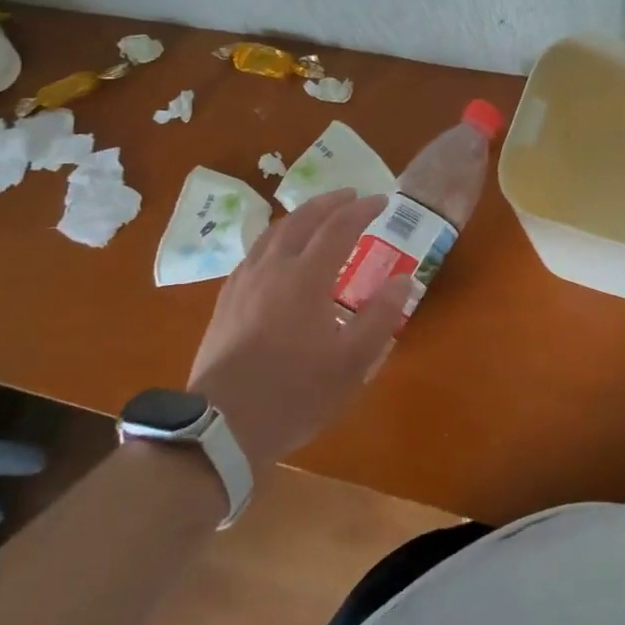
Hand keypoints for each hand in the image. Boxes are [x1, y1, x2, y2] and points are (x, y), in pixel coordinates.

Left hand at [187, 189, 412, 473]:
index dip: (362, 210)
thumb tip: (403, 279)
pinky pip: (254, 253)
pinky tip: (277, 253)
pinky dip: (276, 238)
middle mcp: (273, 268)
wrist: (222, 427)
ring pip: (273, 232)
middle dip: (330, 203)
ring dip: (301, 216)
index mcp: (306, 278)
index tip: (382, 200)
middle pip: (302, 220)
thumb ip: (380, 317)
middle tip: (351, 196)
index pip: (339, 228)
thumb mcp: (352, 363)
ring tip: (317, 215)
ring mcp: (244, 283)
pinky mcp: (226, 301)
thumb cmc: (294, 394)